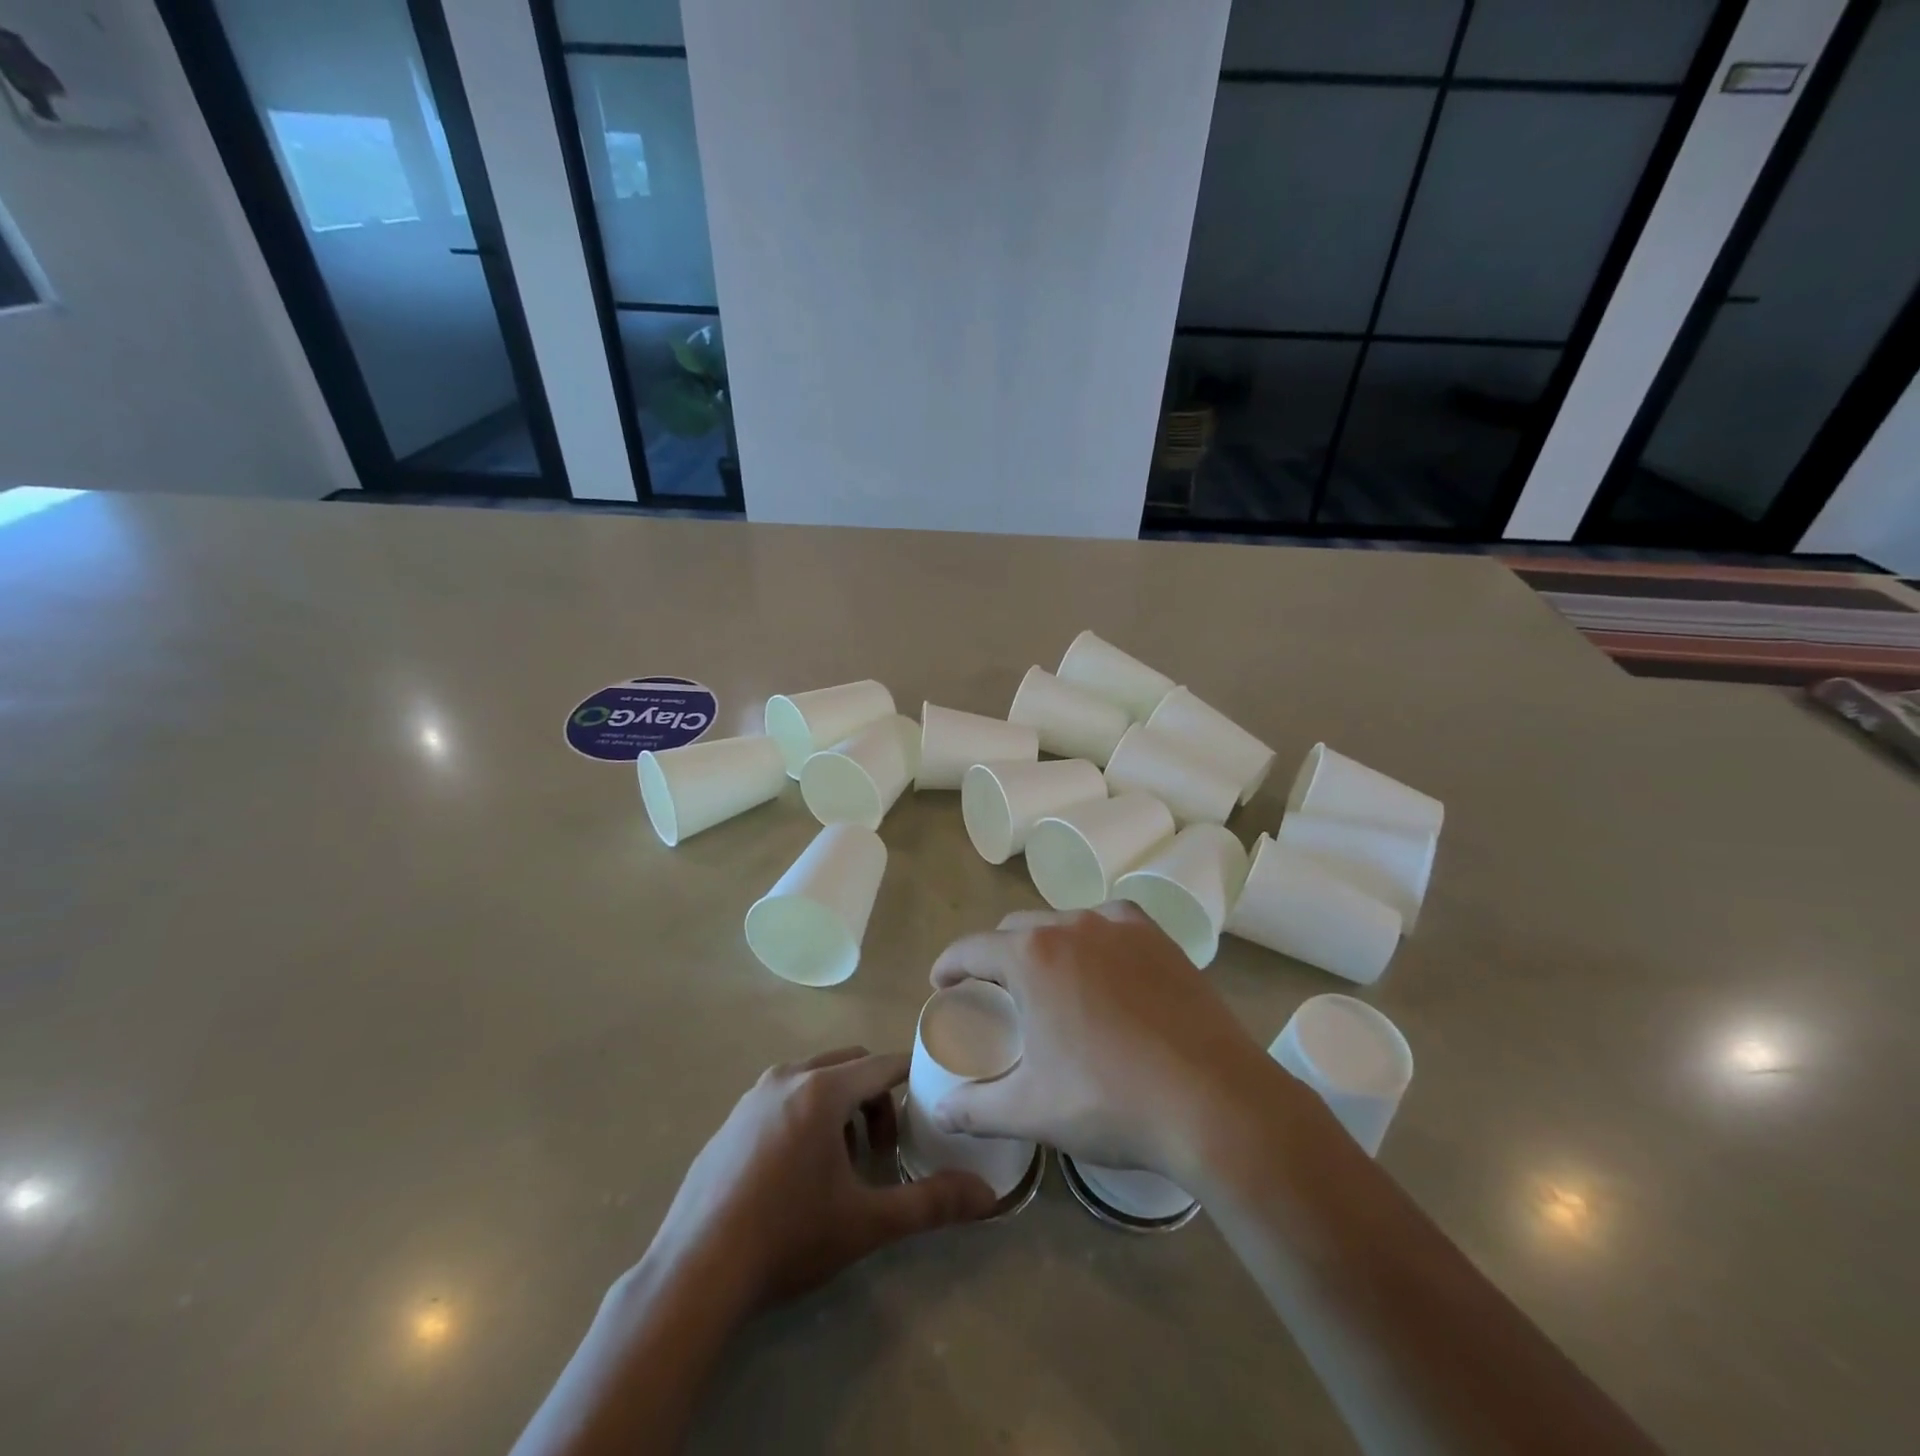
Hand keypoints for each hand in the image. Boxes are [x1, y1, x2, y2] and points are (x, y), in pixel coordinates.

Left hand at [648, 1047, 996, 1314]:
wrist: (694, 1274)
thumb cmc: (787, 1238)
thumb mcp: (866, 1223)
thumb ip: (930, 1204)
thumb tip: (988, 1196)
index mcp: (822, 1090)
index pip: (883, 1065)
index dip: (912, 1078)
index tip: (930, 1103)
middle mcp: (787, 1077)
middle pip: (850, 1065)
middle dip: (874, 1098)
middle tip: (879, 1151)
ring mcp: (752, 1096)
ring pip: (814, 1079)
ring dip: (839, 1106)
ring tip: (841, 1164)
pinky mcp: (730, 1120)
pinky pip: (782, 1097)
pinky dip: (805, 1115)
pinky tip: (796, 1173)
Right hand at [928, 904, 1299, 1183]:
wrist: (1215, 1102)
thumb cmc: (1110, 1102)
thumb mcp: (1032, 1111)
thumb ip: (976, 1109)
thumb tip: (939, 1111)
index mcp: (1031, 956)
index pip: (972, 948)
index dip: (950, 964)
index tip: (942, 983)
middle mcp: (1072, 926)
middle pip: (1017, 928)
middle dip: (997, 954)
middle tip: (998, 993)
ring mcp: (1121, 927)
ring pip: (1065, 922)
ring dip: (1046, 944)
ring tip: (1052, 981)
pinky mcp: (1160, 939)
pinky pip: (1112, 924)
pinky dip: (1095, 939)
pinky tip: (1105, 968)